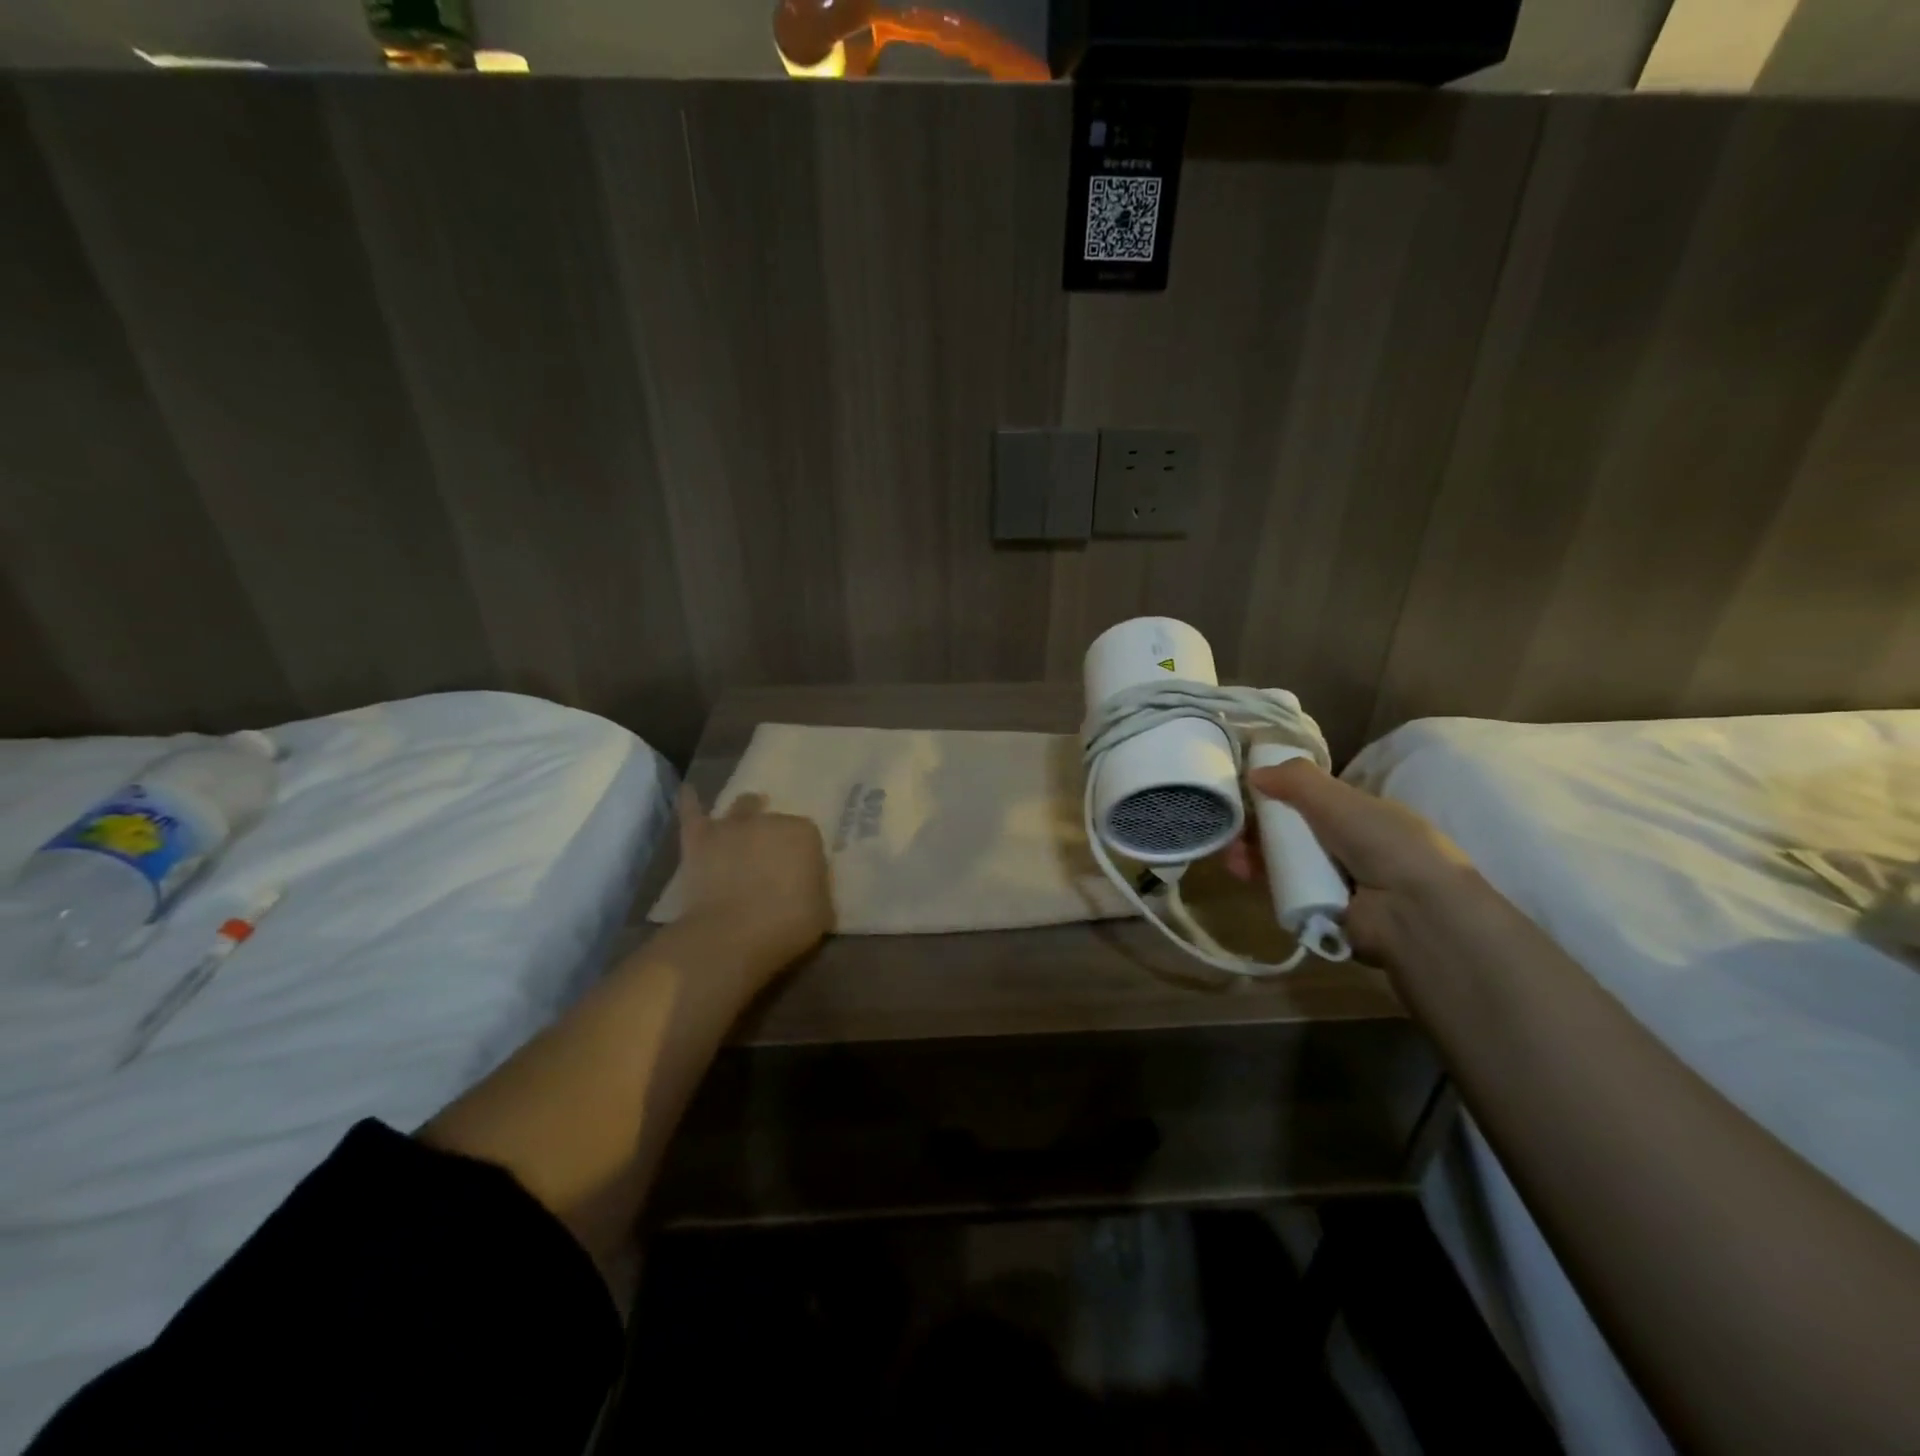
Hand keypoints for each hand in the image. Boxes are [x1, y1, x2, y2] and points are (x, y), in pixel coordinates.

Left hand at [674, 786, 832, 980]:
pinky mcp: (699, 839)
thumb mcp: (822, 911)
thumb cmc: (786, 925)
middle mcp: (769, 820)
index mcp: (804, 833)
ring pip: (741, 808)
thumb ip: (817, 888)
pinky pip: (692, 813)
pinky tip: (688, 789)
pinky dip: (690, 801)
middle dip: (774, 837)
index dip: (803, 855)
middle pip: (774, 822)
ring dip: (745, 812)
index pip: (807, 836)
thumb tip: (810, 885)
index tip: (800, 875)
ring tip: (746, 815)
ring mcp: (731, 827)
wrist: (730, 936)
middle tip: (772, 862)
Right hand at [1224, 760, 1481, 966]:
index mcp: (1364, 816)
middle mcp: (1351, 847)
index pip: (1315, 801)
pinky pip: (1282, 890)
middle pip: (1294, 831)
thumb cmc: (1385, 843)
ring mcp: (1336, 880)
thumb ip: (1297, 779)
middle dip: (1260, 826)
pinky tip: (1239, 869)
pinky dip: (1260, 879)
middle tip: (1231, 823)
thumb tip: (1253, 771)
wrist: (1413, 912)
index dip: (1282, 794)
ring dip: (1254, 852)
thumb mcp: (1340, 799)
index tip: (1249, 792)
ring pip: (1285, 860)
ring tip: (1230, 850)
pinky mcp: (1320, 911)